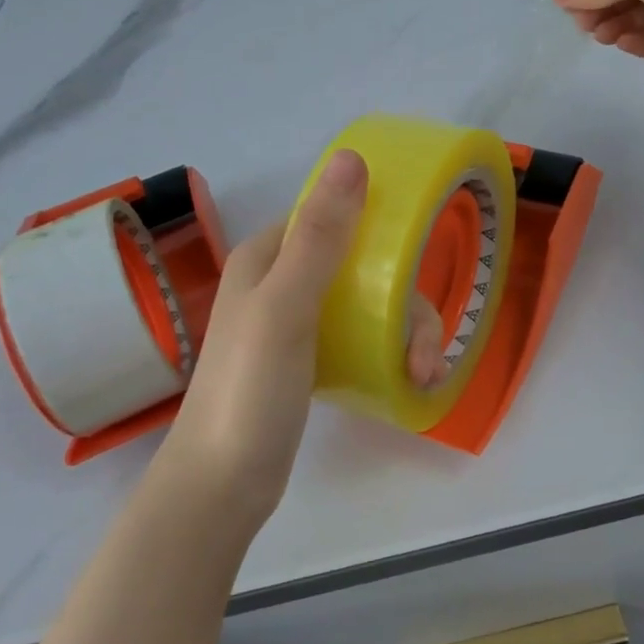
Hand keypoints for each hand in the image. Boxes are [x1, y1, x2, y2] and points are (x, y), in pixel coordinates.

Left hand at [164, 149, 445, 527]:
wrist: (220, 486)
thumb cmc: (249, 389)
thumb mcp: (286, 306)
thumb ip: (321, 235)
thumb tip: (353, 157)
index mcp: (270, 253)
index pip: (338, 216)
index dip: (384, 231)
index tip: (419, 263)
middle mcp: (283, 278)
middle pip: (365, 266)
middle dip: (405, 304)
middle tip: (423, 353)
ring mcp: (297, 320)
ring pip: (370, 303)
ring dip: (405, 333)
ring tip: (422, 376)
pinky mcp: (310, 358)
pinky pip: (362, 337)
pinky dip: (389, 352)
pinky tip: (410, 380)